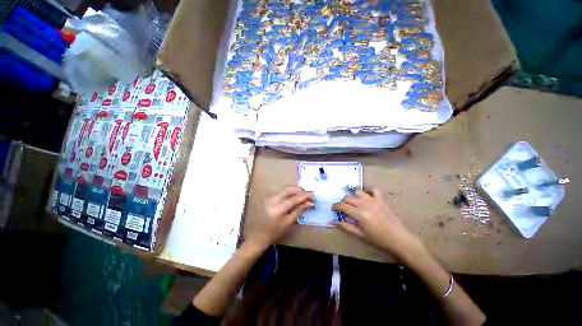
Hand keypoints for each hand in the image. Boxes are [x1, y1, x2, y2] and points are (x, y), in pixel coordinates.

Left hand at [247, 187, 314, 248]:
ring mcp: (269, 198)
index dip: (304, 196)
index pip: (293, 199)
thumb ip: (299, 211)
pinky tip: (294, 196)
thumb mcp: (288, 223)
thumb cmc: (275, 232)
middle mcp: (272, 200)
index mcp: (278, 209)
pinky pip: (281, 192)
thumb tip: (310, 203)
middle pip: (288, 190)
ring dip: (295, 191)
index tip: (313, 194)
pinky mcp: (268, 198)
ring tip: (303, 195)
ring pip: (284, 190)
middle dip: (300, 190)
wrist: (259, 235)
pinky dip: (289, 193)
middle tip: (308, 193)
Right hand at [332, 188, 420, 258]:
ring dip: (353, 196)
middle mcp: (365, 204)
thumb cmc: (378, 239)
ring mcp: (373, 200)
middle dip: (343, 202)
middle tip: (344, 209)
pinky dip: (368, 192)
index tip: (333, 209)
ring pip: (358, 192)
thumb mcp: (359, 234)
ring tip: (354, 203)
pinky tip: (367, 197)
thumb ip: (345, 226)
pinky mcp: (381, 200)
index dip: (335, 206)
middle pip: (348, 197)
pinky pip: (373, 190)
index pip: (342, 206)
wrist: (398, 238)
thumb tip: (332, 221)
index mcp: (359, 213)